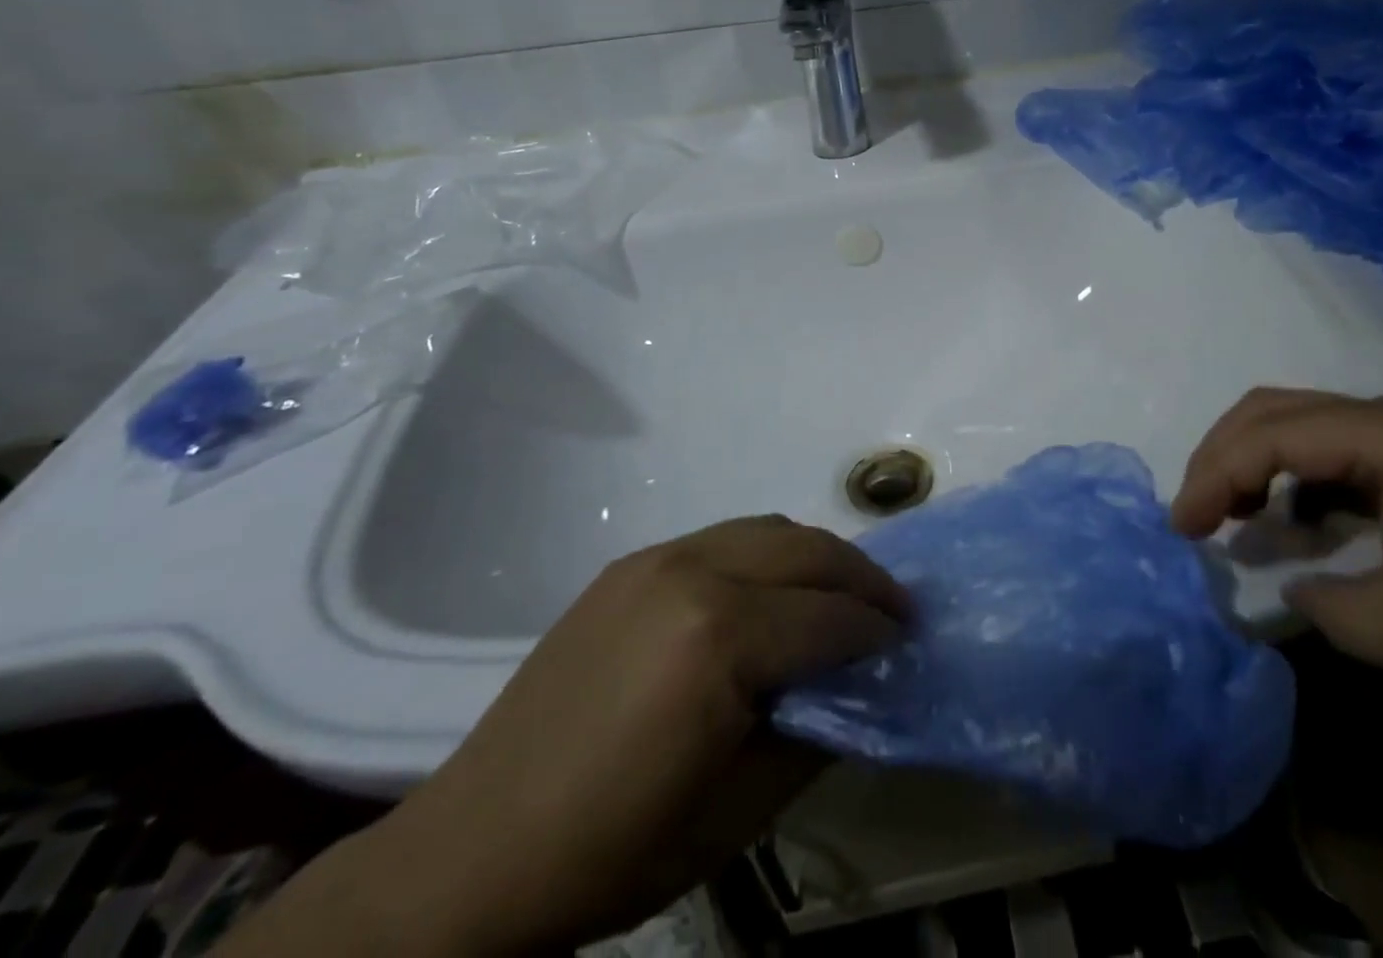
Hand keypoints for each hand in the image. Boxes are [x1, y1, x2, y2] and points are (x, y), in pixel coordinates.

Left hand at [227, 517, 907, 957]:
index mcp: (720, 637)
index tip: (907, 642)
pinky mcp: (631, 564)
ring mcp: (657, 558)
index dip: (878, 630)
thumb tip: (857, 684)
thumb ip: (813, 731)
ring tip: (841, 594)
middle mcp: (694, 572)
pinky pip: (723, 539)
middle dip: (861, 575)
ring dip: (815, 556)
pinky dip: (767, 554)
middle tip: (893, 607)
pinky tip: (771, 593)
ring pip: (767, 529)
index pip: (829, 617)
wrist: (475, 852)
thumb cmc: (616, 848)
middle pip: (806, 550)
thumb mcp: (739, 810)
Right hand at [1172, 389, 1382, 776]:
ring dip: (1266, 463)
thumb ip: (1318, 596)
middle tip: (1194, 511)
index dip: (1213, 473)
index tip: (1179, 526)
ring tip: (1238, 517)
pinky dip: (1311, 480)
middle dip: (1226, 455)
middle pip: (1286, 410)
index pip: (1274, 433)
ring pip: (1319, 426)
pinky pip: (1356, 454)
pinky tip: (1304, 521)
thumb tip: (1288, 581)